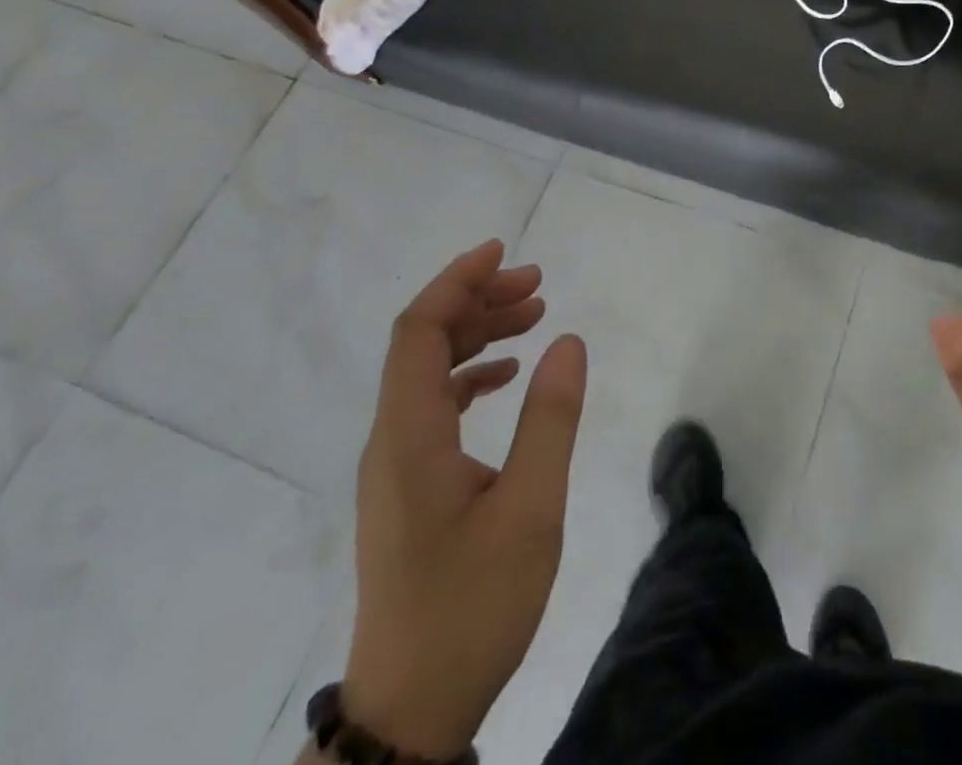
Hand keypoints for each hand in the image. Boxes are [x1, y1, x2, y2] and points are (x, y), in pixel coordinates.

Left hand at [343, 241, 587, 758]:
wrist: (411, 710)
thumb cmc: (472, 607)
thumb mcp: (531, 510)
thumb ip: (551, 419)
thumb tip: (569, 341)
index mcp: (411, 436)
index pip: (419, 330)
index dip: (457, 281)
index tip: (502, 251)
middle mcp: (392, 439)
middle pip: (423, 342)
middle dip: (478, 300)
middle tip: (539, 285)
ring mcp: (396, 465)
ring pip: (429, 372)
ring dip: (478, 334)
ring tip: (535, 315)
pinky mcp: (408, 487)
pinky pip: (434, 405)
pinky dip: (472, 374)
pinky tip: (509, 375)